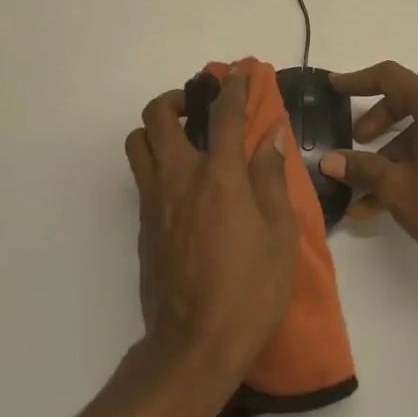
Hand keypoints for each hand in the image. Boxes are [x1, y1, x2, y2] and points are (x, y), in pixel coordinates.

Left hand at [125, 68, 298, 393]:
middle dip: (177, 98)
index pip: (223, 114)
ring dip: (156, 129)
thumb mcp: (280, 234)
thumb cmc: (250, 289)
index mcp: (218, 176)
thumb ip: (271, 178)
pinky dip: (157, 163)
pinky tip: (183, 185)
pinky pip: (141, 177)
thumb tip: (270, 136)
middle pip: (158, 116)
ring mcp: (154, 201)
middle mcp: (178, 178)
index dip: (234, 87)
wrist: (194, 344)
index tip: (239, 72)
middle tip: (198, 105)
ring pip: (138, 143)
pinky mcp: (143, 226)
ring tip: (183, 139)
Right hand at [320, 61, 417, 269]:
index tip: (334, 87)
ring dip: (395, 148)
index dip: (359, 79)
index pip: (391, 77)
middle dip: (379, 118)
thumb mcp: (397, 187)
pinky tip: (392, 199)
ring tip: (369, 186)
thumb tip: (328, 161)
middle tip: (358, 139)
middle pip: (410, 98)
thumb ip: (361, 169)